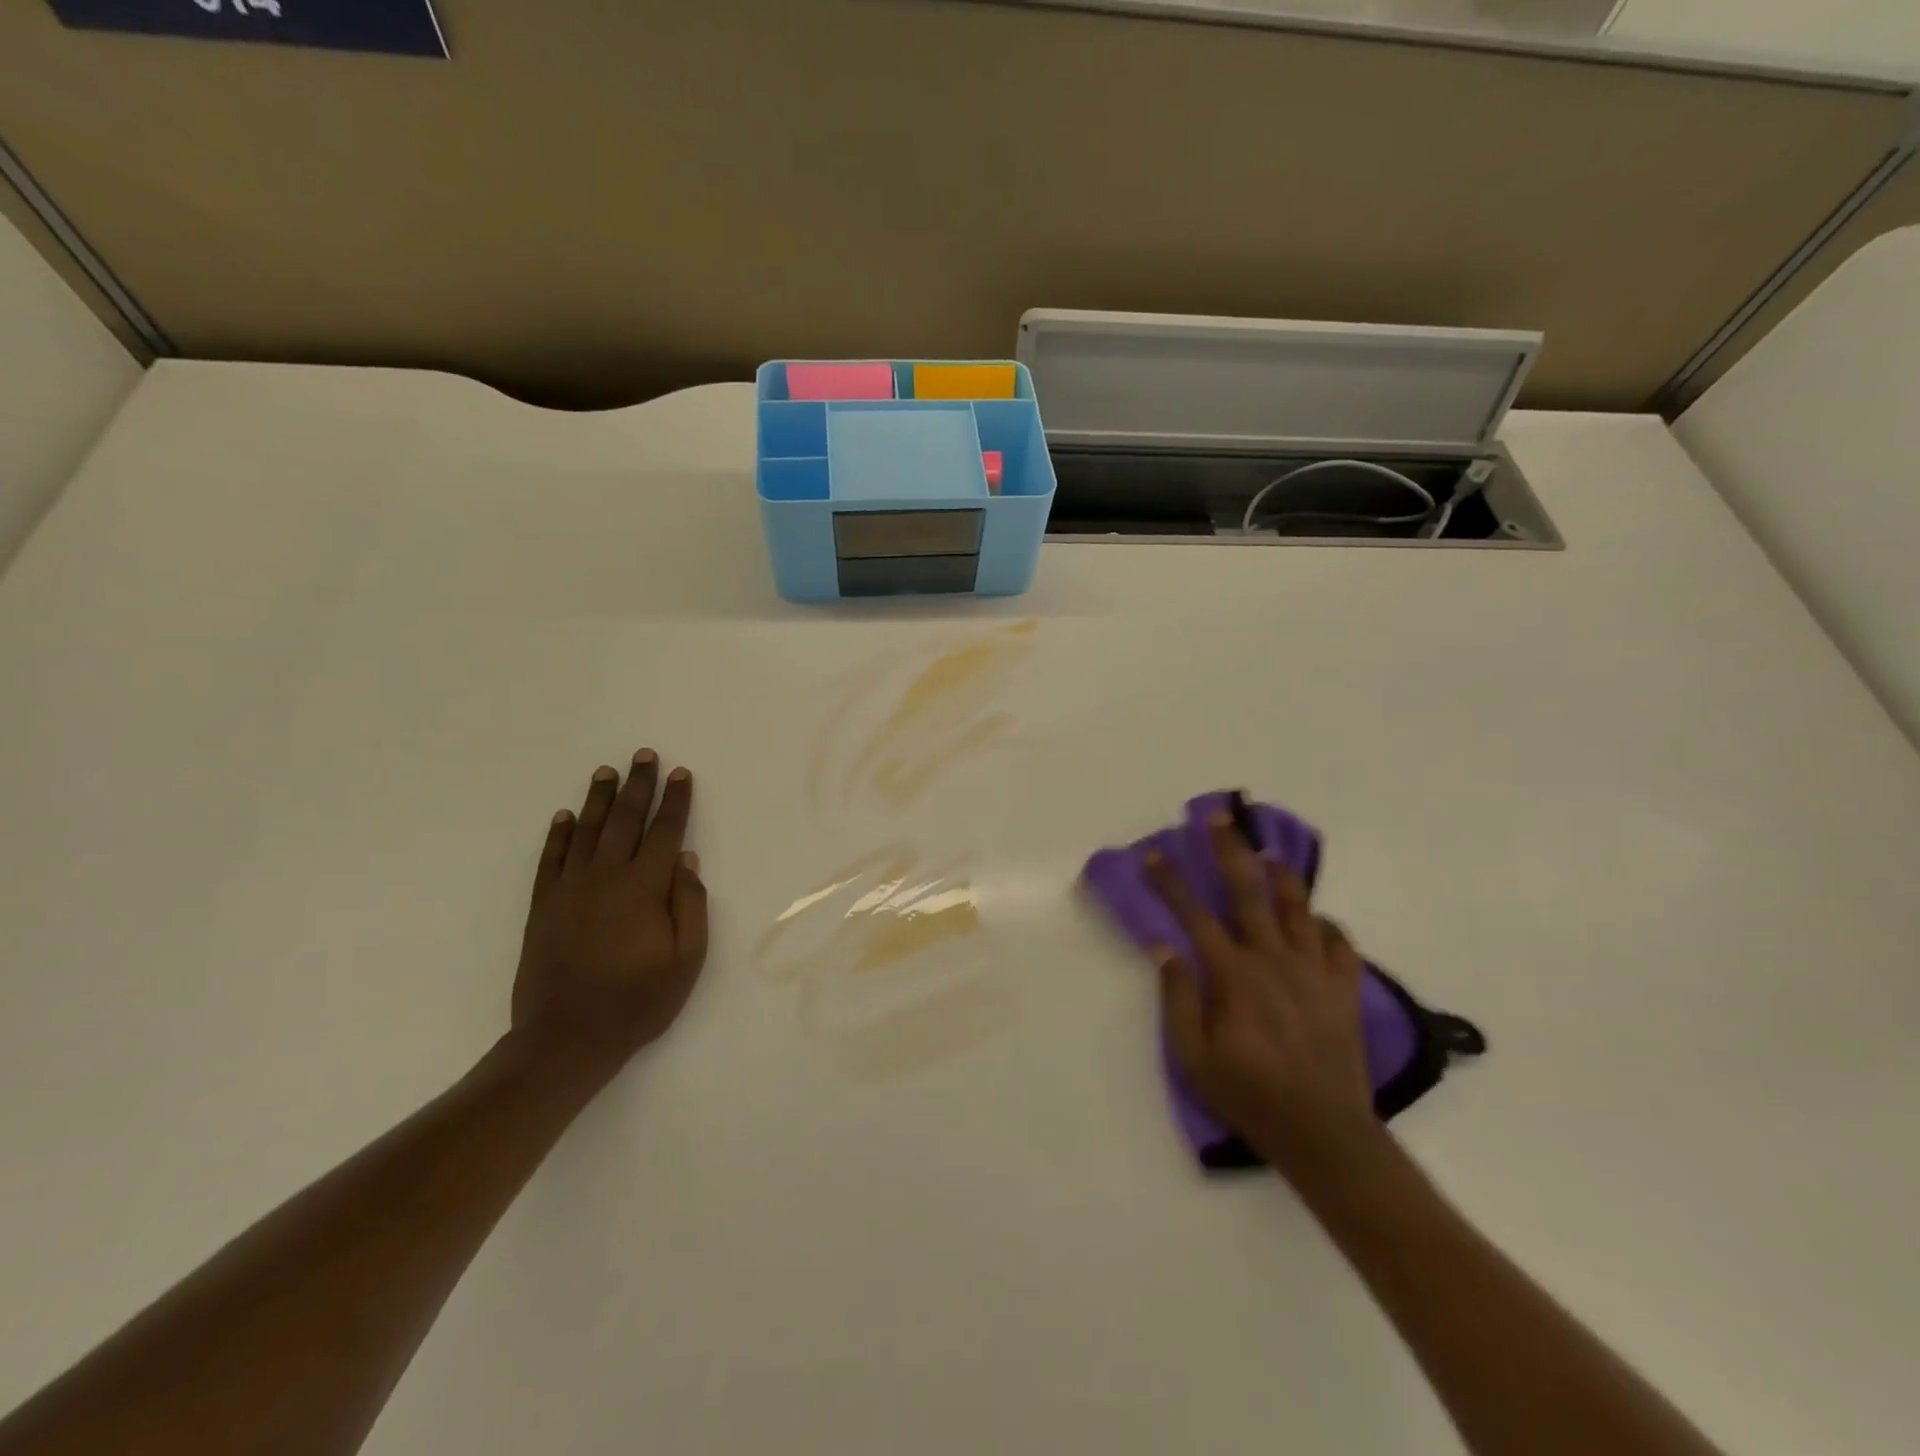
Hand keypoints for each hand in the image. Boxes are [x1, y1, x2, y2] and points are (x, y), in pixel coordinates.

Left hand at [511, 751, 708, 1069]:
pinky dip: (557, 834)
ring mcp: (569, 889)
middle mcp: (606, 877)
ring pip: (586, 831)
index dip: (675, 801)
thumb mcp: (686, 960)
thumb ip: (690, 906)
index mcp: (644, 888)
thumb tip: (686, 860)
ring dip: (599, 799)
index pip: (664, 832)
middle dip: (638, 785)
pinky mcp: (543, 906)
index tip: (681, 774)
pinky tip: (564, 816)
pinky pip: (550, 859)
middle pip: (625, 820)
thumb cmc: (638, 1001)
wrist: (567, 1038)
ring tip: (607, 772)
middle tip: (644, 756)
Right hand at [1145, 810, 1383, 1184]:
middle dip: (1230, 849)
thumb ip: (1177, 999)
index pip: (1193, 915)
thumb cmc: (1250, 1096)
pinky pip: (1339, 943)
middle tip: (1219, 817)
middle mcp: (1274, 960)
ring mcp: (1315, 971)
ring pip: (1298, 907)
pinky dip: (1324, 925)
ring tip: (1268, 853)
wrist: (1325, 1134)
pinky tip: (1314, 921)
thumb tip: (1165, 948)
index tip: (1151, 854)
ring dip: (1281, 875)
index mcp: (1234, 975)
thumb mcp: (1193, 1058)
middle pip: (1249, 891)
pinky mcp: (1344, 989)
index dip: (1169, 882)